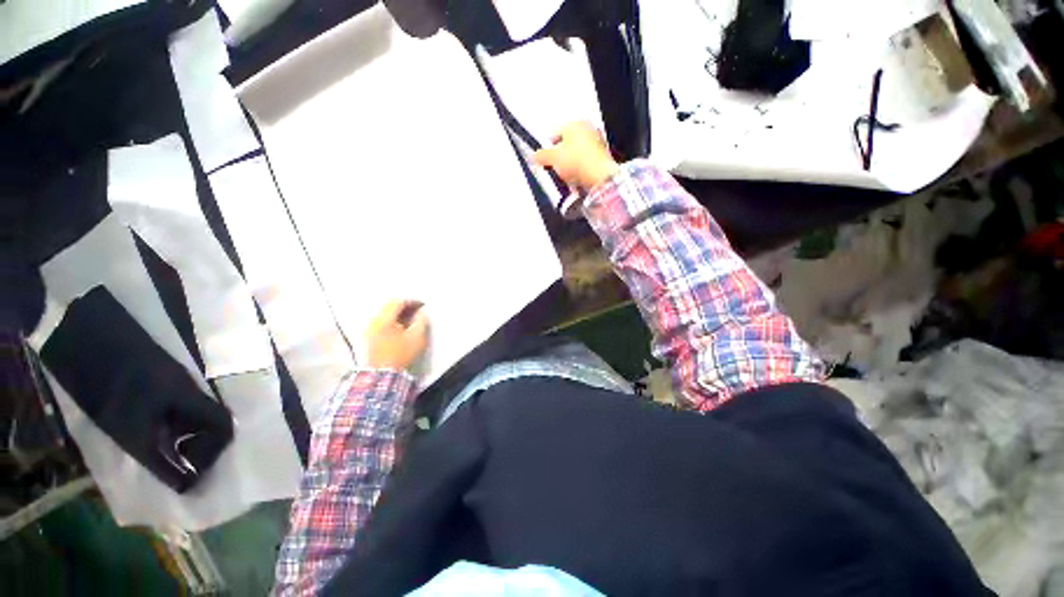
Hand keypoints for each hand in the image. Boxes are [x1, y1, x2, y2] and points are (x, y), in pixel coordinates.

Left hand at [366, 301, 428, 371]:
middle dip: (404, 306)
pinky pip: (381, 322)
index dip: (412, 301)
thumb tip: (422, 312)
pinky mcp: (369, 337)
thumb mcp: (417, 337)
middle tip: (417, 309)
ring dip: (398, 313)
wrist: (383, 375)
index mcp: (384, 319)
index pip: (398, 302)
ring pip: (384, 314)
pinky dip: (392, 321)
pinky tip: (400, 327)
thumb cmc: (401, 354)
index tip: (422, 305)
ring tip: (410, 318)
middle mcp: (374, 321)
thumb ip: (421, 321)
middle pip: (389, 306)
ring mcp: (369, 329)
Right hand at [534, 122, 618, 192]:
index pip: (555, 134)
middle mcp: (588, 129)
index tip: (545, 161)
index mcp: (576, 123)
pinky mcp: (602, 159)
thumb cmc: (576, 161)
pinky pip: (585, 164)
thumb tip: (534, 156)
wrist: (599, 177)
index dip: (548, 149)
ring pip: (576, 155)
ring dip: (569, 166)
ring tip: (565, 177)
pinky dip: (579, 171)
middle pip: (566, 145)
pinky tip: (576, 179)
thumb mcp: (553, 158)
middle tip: (555, 169)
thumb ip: (541, 156)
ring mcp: (597, 144)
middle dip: (559, 158)